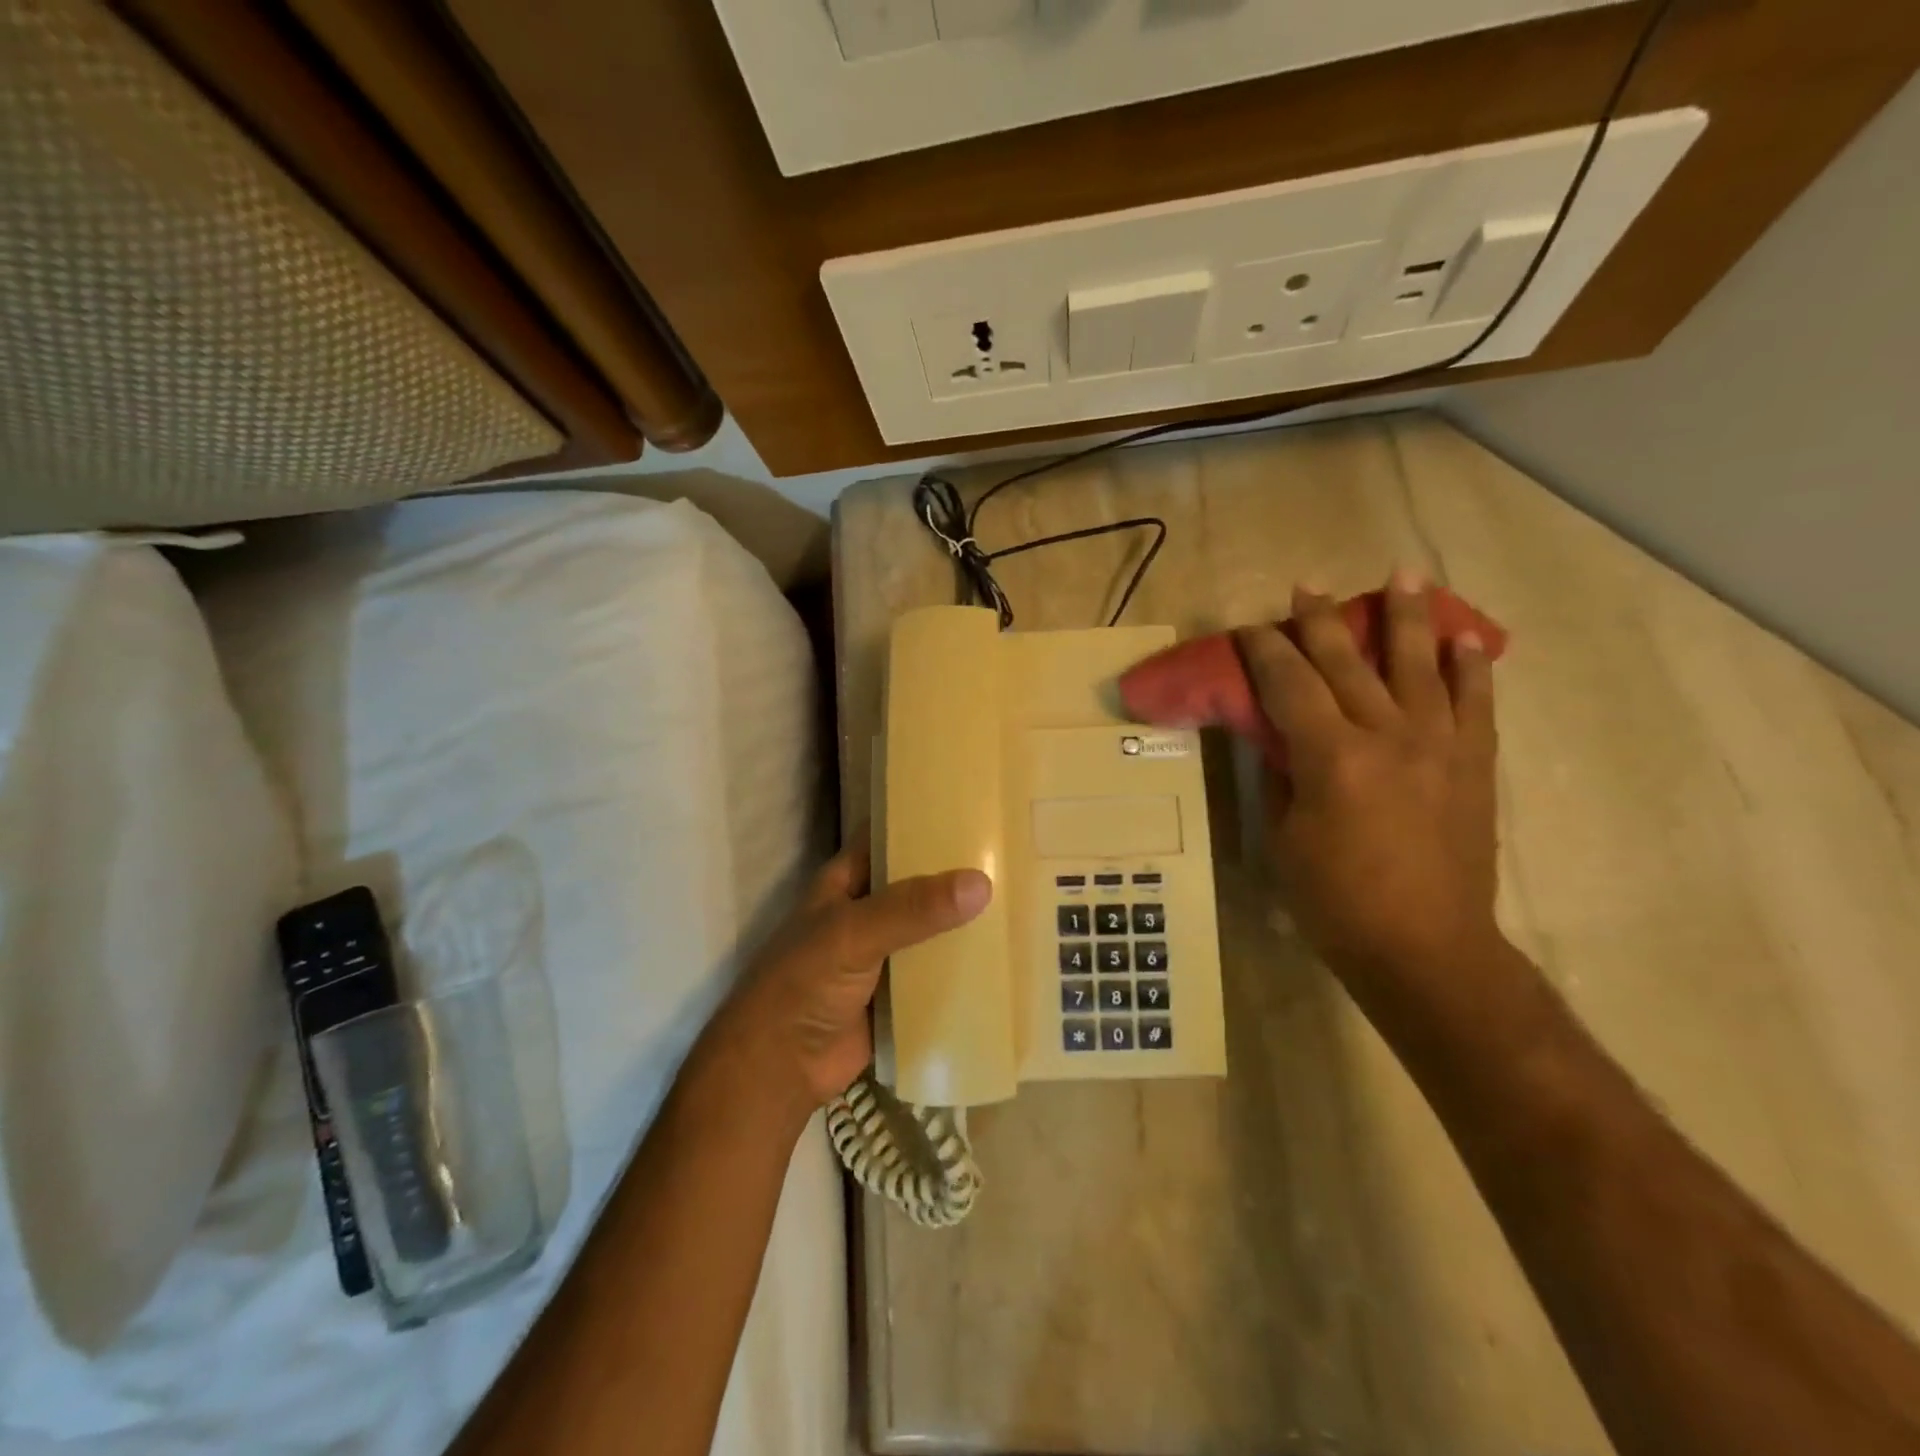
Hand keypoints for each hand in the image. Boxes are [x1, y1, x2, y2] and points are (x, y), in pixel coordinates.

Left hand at [712, 832, 992, 1114]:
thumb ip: (913, 909)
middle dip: (957, 872)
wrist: (781, 1067)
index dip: (924, 817)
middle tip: (1013, 854)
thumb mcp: (854, 933)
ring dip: (965, 920)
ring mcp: (885, 952)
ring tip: (1021, 898)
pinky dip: (964, 966)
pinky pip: (938, 971)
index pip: (889, 834)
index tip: (974, 804)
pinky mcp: (900, 992)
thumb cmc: (804, 982)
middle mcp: (868, 909)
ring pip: (932, 927)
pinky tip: (1005, 955)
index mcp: (848, 880)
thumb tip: (981, 884)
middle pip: (918, 882)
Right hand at [1236, 572, 1501, 994]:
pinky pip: (1476, 704)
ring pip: (1420, 665)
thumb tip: (1278, 738)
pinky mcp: (1474, 765)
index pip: (1289, 685)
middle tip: (1306, 587)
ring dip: (1408, 617)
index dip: (1266, 651)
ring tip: (1404, 574)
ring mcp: (1440, 746)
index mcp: (1332, 757)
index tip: (1250, 627)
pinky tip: (1465, 638)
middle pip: (1349, 663)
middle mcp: (1388, 736)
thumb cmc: (1337, 901)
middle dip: (1322, 621)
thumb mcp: (1284, 839)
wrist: (1427, 948)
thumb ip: (1282, 777)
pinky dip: (1471, 667)